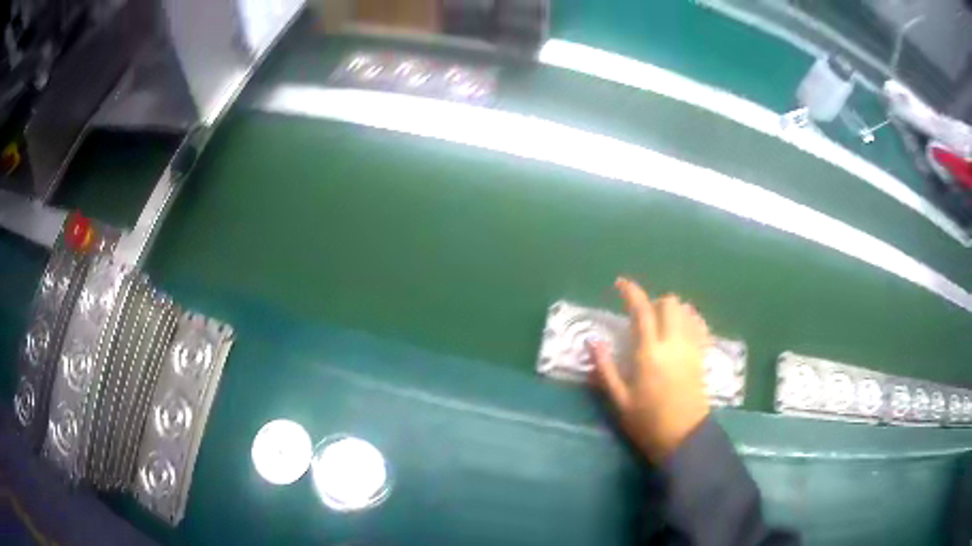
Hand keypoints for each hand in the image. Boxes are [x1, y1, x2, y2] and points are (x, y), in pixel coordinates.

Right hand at [591, 278, 710, 462]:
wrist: (684, 437)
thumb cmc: (647, 422)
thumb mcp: (619, 400)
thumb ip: (605, 368)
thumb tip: (592, 341)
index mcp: (649, 353)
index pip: (642, 310)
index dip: (631, 292)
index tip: (620, 283)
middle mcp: (673, 343)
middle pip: (669, 303)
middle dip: (654, 301)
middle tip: (642, 316)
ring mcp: (691, 348)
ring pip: (687, 310)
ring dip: (673, 309)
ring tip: (662, 323)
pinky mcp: (702, 356)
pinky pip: (700, 325)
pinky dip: (690, 319)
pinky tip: (682, 331)